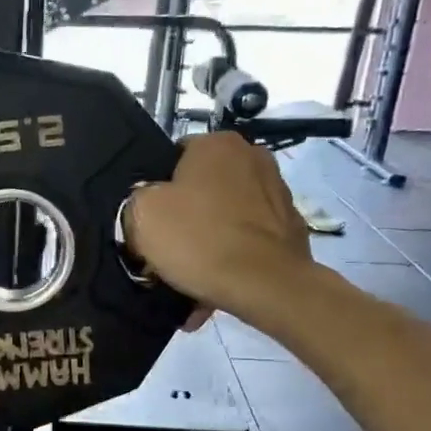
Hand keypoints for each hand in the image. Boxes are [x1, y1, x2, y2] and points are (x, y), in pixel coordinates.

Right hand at [122, 133, 312, 313]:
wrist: (265, 286)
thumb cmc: (199, 239)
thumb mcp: (142, 214)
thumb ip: (138, 198)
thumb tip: (149, 204)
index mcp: (216, 143)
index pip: (174, 157)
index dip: (157, 189)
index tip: (152, 219)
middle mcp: (253, 156)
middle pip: (204, 185)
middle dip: (188, 212)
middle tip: (169, 246)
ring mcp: (278, 192)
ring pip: (227, 213)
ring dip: (211, 235)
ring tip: (193, 270)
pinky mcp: (292, 227)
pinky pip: (248, 237)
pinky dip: (233, 253)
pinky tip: (218, 280)